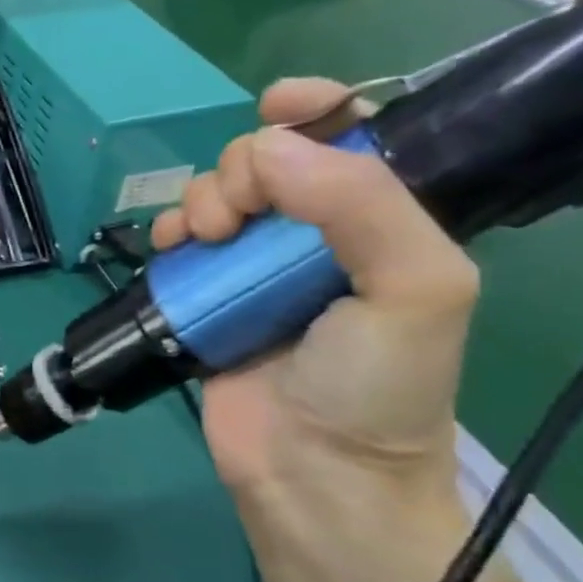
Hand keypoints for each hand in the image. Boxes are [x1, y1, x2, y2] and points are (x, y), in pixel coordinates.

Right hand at [152, 78, 483, 581]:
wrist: (314, 478)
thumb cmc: (377, 387)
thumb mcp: (413, 290)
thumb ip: (361, 205)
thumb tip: (266, 149)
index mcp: (379, 225)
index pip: (352, 140)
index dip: (317, 108)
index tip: (275, 103)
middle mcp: (316, 238)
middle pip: (269, 161)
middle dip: (244, 167)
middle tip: (239, 214)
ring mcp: (255, 268)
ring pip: (218, 195)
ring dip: (201, 197)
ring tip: (204, 236)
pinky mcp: (207, 297)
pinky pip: (180, 242)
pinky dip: (169, 231)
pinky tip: (171, 247)